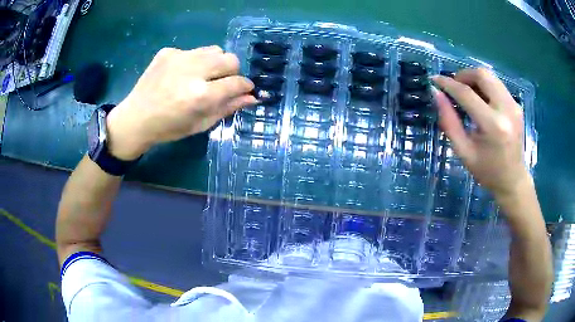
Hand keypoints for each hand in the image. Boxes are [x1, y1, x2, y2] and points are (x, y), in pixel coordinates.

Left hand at [105, 46, 255, 159]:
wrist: (135, 118)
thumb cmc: (168, 128)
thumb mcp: (200, 124)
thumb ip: (227, 108)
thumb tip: (251, 97)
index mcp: (200, 95)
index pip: (237, 82)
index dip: (245, 86)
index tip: (245, 89)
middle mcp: (192, 71)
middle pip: (230, 59)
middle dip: (232, 72)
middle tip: (222, 83)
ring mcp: (179, 57)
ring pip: (214, 50)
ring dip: (215, 63)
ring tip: (202, 77)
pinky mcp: (168, 51)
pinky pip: (193, 51)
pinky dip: (194, 62)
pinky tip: (182, 74)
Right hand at [431, 68, 530, 198]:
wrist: (513, 180)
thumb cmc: (487, 171)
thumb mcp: (464, 152)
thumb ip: (449, 122)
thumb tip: (437, 94)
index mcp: (493, 125)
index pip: (467, 94)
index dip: (448, 84)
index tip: (435, 80)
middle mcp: (506, 109)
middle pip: (482, 75)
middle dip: (463, 75)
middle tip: (454, 87)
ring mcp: (514, 105)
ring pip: (490, 76)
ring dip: (474, 79)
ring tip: (466, 93)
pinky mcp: (517, 105)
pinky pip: (497, 84)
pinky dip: (485, 86)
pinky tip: (481, 100)